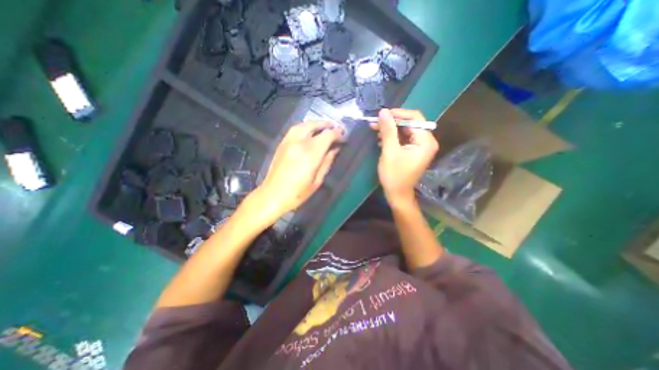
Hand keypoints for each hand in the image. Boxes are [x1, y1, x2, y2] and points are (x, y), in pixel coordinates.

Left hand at [253, 121, 345, 218]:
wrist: (273, 196)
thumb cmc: (297, 193)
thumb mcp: (317, 180)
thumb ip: (327, 162)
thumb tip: (334, 149)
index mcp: (310, 154)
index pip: (327, 136)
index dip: (337, 134)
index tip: (343, 136)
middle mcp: (299, 143)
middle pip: (314, 126)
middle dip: (327, 125)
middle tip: (335, 127)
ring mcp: (288, 142)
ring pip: (303, 125)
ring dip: (315, 123)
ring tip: (323, 126)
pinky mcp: (281, 144)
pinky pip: (294, 129)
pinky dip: (304, 127)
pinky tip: (309, 131)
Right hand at [371, 108, 436, 205]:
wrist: (397, 194)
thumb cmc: (394, 175)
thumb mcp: (389, 152)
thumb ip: (388, 131)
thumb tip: (383, 111)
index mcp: (425, 141)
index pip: (415, 118)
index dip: (398, 114)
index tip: (382, 114)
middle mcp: (426, 142)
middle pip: (410, 124)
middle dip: (392, 123)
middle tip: (375, 123)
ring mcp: (420, 147)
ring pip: (405, 131)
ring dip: (390, 130)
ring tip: (375, 131)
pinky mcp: (413, 152)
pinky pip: (403, 139)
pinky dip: (392, 138)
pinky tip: (381, 140)